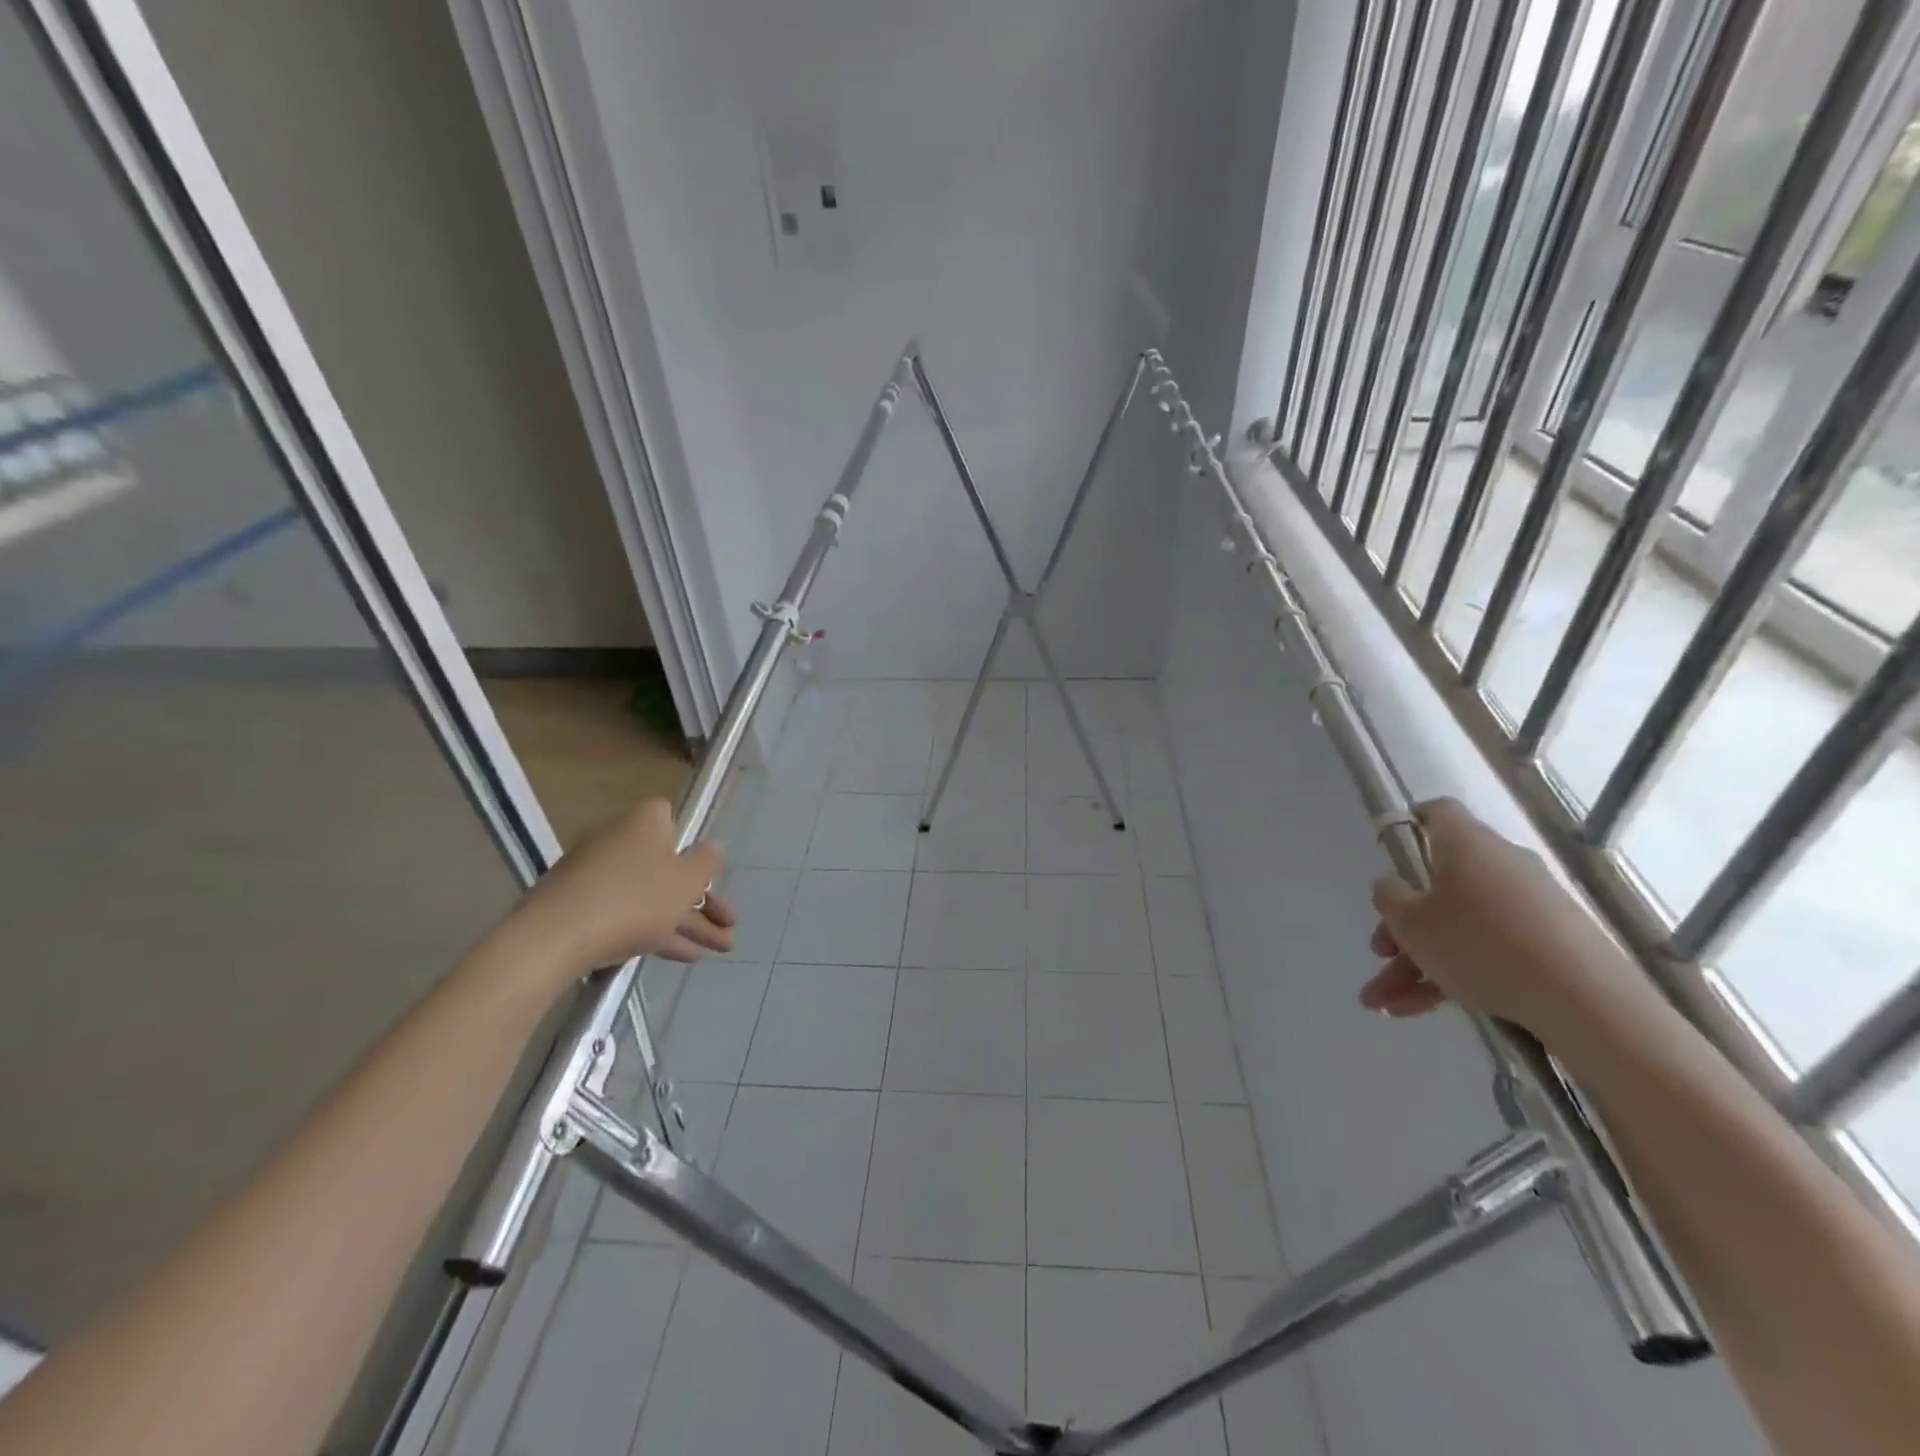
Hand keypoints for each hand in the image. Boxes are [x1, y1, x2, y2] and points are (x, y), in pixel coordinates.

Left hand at [498, 799, 735, 985]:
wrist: (554, 938)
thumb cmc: (635, 898)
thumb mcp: (687, 880)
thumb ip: (708, 862)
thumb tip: (713, 848)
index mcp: (644, 822)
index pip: (671, 817)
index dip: (691, 841)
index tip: (708, 868)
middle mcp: (619, 840)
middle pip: (669, 866)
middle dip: (704, 899)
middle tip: (729, 924)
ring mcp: (597, 876)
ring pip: (653, 896)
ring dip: (689, 922)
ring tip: (721, 950)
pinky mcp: (581, 908)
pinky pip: (629, 914)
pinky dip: (657, 930)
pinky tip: (684, 955)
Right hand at [1360, 798, 1647, 1045]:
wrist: (1586, 1002)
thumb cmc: (1478, 944)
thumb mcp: (1410, 922)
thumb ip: (1388, 897)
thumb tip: (1392, 885)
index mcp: (1465, 844)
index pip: (1435, 813)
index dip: (1408, 826)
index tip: (1388, 854)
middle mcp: (1500, 865)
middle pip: (1438, 884)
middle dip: (1402, 924)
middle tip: (1379, 952)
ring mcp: (1528, 906)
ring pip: (1457, 927)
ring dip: (1418, 962)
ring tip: (1385, 1004)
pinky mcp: (1549, 944)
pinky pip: (1486, 951)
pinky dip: (1453, 976)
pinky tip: (1419, 1011)